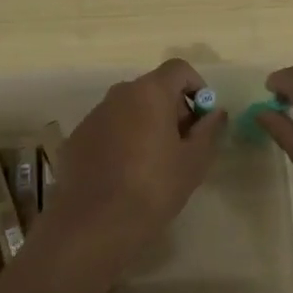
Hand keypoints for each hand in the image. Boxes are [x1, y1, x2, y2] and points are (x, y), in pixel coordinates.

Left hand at [39, 59, 229, 270]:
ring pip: (128, 109)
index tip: (203, 118)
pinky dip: (121, 140)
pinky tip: (125, 174)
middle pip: (153, 88)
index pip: (179, 69)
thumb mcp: (194, 161)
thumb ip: (209, 130)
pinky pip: (108, 129)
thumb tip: (216, 112)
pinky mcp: (76, 139)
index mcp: (149, 92)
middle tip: (183, 144)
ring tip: (154, 162)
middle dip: (172, 108)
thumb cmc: (154, 188)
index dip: (197, 87)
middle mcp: (118, 94)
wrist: (94, 224)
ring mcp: (93, 116)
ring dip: (146, 124)